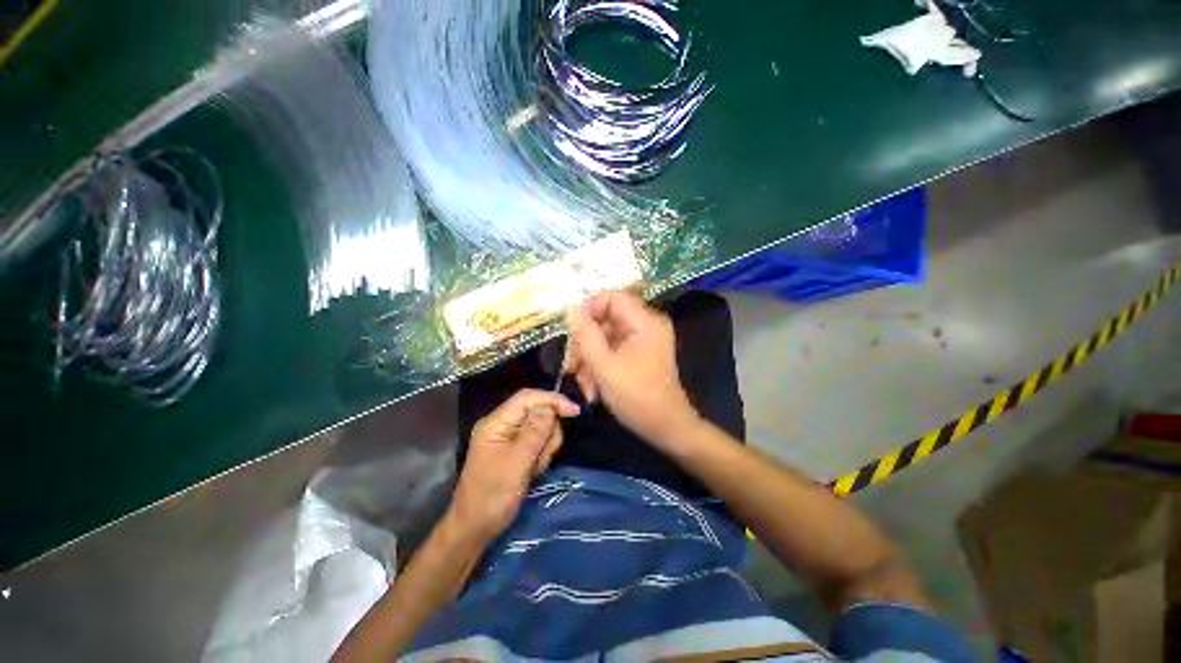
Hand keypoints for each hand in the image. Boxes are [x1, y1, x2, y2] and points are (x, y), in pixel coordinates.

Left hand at [449, 389, 579, 540]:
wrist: (476, 528)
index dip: (552, 400)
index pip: (527, 398)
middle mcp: (503, 425)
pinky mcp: (517, 450)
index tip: (574, 411)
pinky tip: (532, 473)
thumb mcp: (517, 462)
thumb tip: (550, 405)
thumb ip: (535, 431)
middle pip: (538, 413)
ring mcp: (510, 438)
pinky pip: (539, 443)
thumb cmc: (492, 495)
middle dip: (547, 433)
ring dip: (544, 448)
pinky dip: (541, 456)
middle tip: (540, 457)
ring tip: (533, 469)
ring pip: (542, 429)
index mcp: (497, 422)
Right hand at [566, 291, 698, 446]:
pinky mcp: (638, 354)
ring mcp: (643, 340)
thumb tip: (572, 309)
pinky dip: (599, 367)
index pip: (611, 297)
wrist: (665, 428)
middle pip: (605, 320)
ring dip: (589, 360)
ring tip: (585, 387)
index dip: (588, 309)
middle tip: (572, 367)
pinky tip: (593, 389)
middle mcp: (646, 325)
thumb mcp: (604, 366)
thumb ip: (585, 334)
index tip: (571, 331)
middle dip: (585, 344)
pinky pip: (612, 351)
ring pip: (605, 338)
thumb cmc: (637, 396)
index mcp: (645, 321)